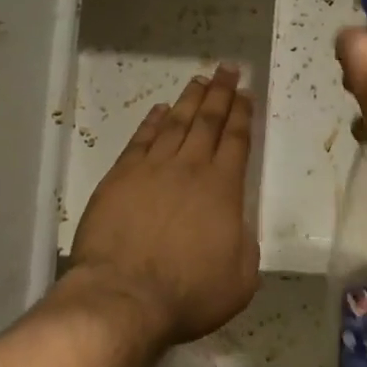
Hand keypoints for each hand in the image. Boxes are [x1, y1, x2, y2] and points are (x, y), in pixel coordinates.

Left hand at [66, 66, 260, 347]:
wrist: (124, 297)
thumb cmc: (188, 294)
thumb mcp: (240, 279)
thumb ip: (245, 243)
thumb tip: (238, 224)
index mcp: (223, 188)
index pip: (236, 140)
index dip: (242, 114)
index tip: (246, 93)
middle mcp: (190, 168)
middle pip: (208, 121)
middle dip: (220, 93)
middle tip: (227, 69)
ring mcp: (152, 169)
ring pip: (175, 123)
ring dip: (189, 100)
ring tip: (200, 80)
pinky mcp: (121, 176)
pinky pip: (141, 140)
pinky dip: (152, 122)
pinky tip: (159, 110)